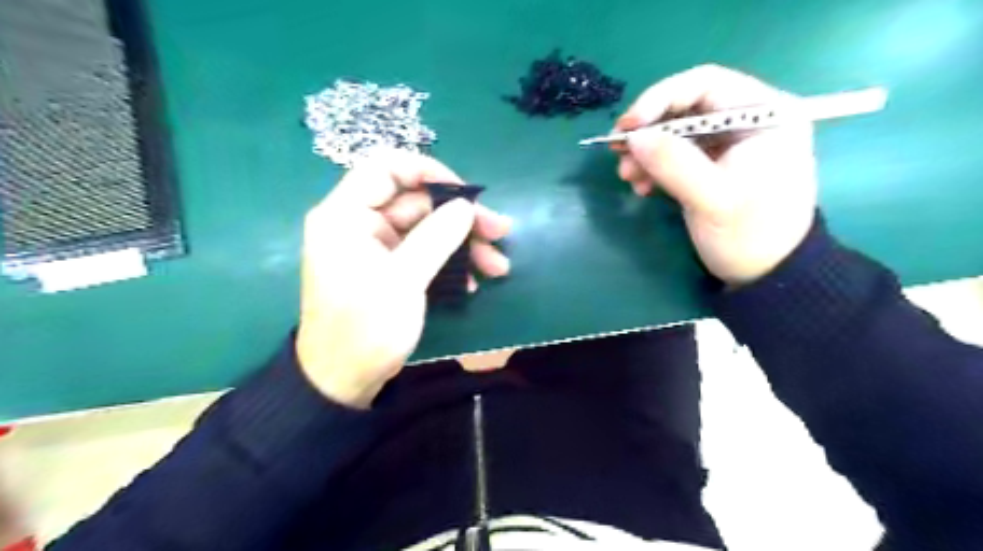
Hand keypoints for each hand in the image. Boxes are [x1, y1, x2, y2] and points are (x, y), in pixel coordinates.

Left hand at [293, 148, 510, 406]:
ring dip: (463, 245)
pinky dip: (449, 264)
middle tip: (501, 232)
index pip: (386, 168)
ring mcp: (376, 248)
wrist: (343, 381)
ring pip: (427, 230)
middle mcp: (360, 224)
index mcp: (346, 216)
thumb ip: (435, 238)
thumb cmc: (365, 329)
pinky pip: (423, 254)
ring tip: (498, 266)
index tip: (466, 193)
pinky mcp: (389, 269)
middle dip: (461, 218)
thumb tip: (466, 207)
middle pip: (417, 203)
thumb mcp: (403, 281)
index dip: (428, 172)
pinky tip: (473, 283)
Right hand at [617, 64, 818, 284]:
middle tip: (617, 153)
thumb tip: (633, 137)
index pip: (705, 83)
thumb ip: (674, 164)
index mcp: (766, 113)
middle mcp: (749, 119)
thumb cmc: (751, 235)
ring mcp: (730, 143)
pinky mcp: (714, 164)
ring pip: (677, 132)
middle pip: (686, 107)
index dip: (660, 99)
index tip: (627, 126)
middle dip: (649, 130)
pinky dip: (655, 167)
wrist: (767, 275)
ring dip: (647, 152)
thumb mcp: (712, 199)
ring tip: (627, 177)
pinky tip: (642, 187)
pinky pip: (678, 154)